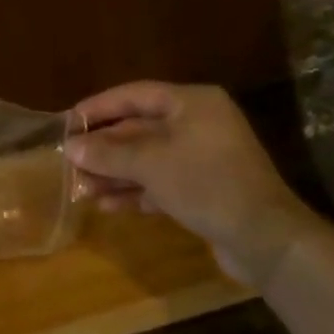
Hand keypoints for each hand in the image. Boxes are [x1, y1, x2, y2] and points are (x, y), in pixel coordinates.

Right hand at [66, 82, 324, 288]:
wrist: (266, 239)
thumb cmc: (207, 184)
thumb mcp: (151, 164)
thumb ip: (108, 153)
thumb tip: (70, 147)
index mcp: (192, 103)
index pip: (135, 94)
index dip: (98, 107)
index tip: (67, 122)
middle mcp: (198, 124)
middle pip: (139, 128)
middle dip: (104, 148)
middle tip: (70, 162)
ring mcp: (203, 157)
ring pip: (147, 158)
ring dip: (114, 173)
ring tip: (81, 189)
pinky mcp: (204, 188)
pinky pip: (160, 181)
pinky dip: (135, 190)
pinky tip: (107, 206)